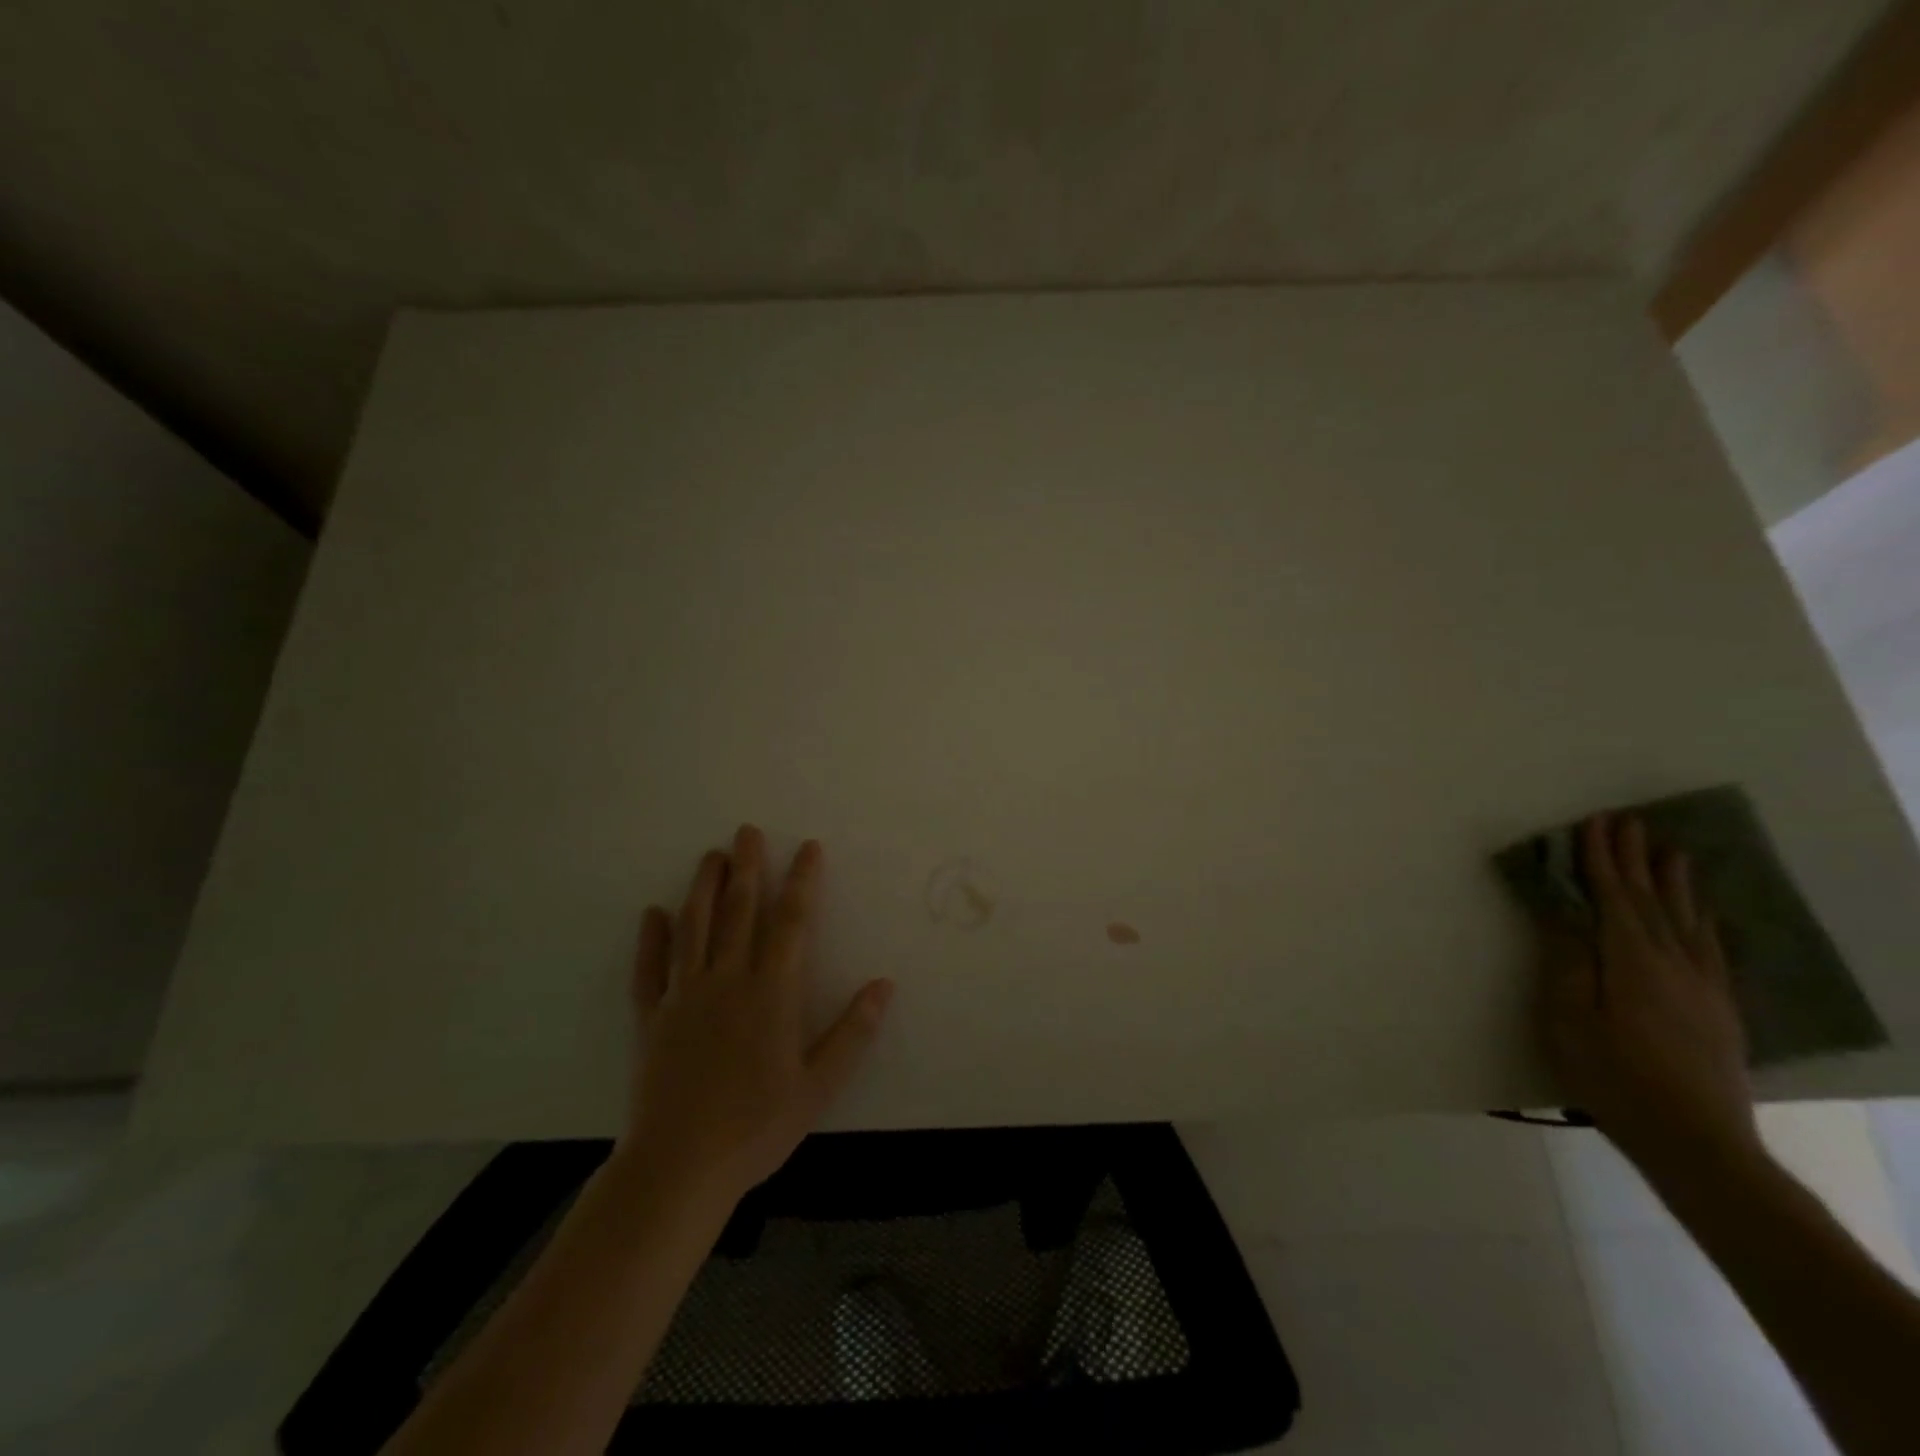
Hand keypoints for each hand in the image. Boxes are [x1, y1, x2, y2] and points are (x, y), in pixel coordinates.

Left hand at [618, 825, 893, 1208]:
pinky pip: (649, 968)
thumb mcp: (818, 1085)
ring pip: (694, 927)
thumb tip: (884, 984)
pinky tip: (652, 913)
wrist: (680, 1167)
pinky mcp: (652, 1018)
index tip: (807, 847)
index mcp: (770, 992)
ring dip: (703, 887)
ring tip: (710, 856)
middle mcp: (727, 980)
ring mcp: (684, 995)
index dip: (802, 881)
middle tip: (746, 830)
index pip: (791, 922)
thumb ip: (852, 1032)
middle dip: (747, 867)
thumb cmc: (757, 1126)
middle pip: (738, 910)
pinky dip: (651, 938)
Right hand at [1536, 814, 1759, 1180]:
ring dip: (1675, 883)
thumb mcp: (1569, 1017)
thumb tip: (1564, 910)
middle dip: (1637, 860)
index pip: (1614, 896)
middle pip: (1652, 900)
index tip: (1595, 823)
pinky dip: (1703, 921)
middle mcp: (1673, 963)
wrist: (1696, 1142)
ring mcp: (1703, 986)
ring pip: (1687, 920)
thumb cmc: (1613, 1075)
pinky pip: (1711, 949)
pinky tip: (1702, 914)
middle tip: (1631, 822)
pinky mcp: (1719, 1009)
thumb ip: (1567, 960)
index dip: (1602, 859)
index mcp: (1631, 961)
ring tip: (1672, 852)